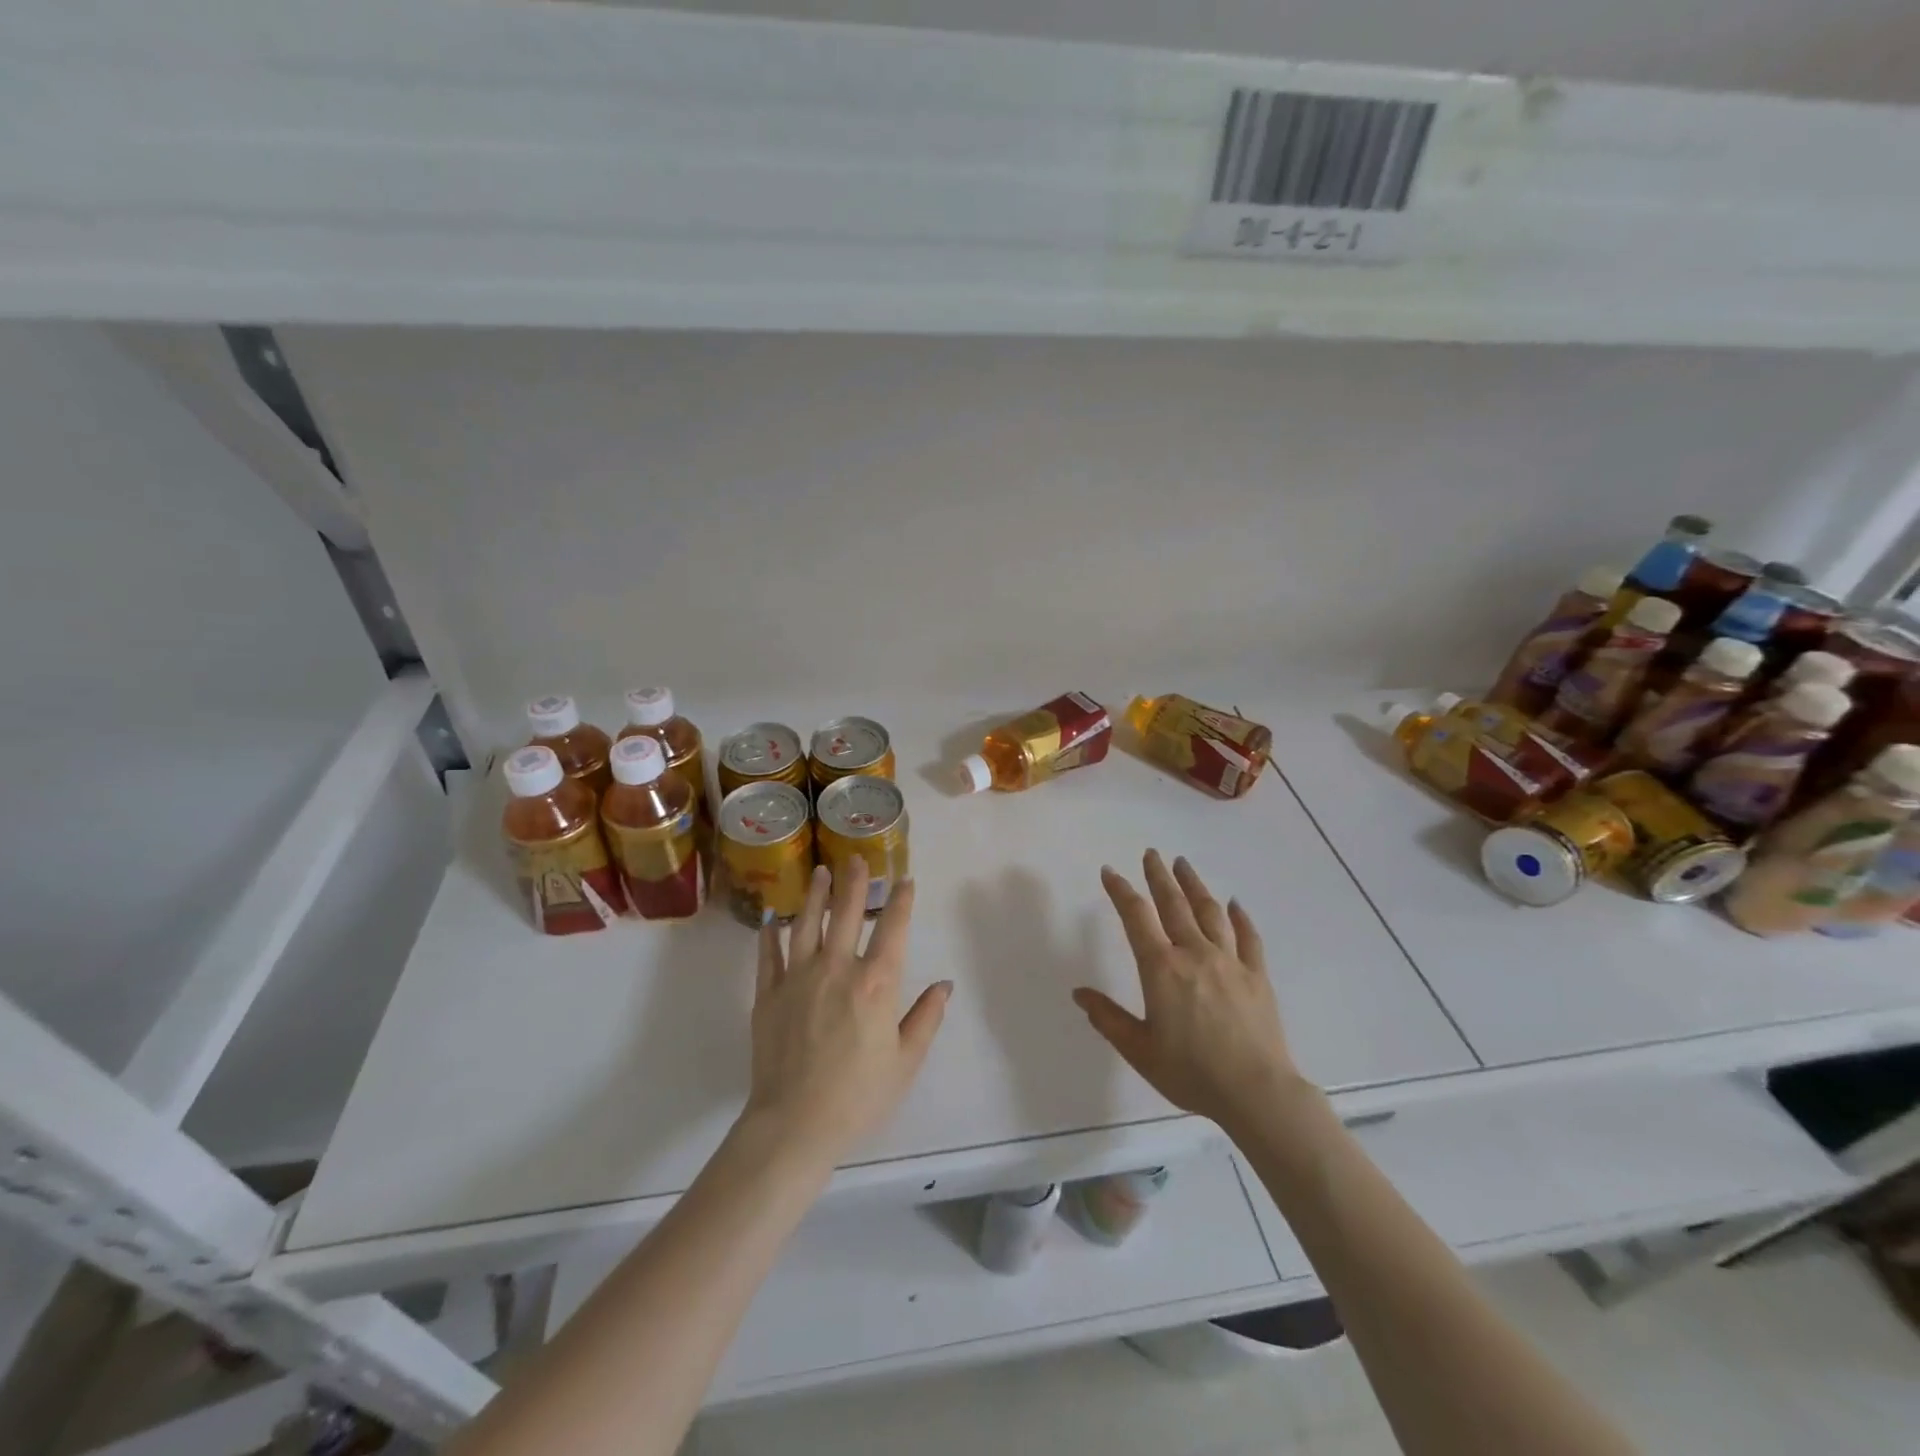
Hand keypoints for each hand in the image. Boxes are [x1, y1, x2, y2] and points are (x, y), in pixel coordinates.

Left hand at [745, 858, 950, 1165]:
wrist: (794, 1124)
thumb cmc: (858, 1095)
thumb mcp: (905, 1061)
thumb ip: (926, 1018)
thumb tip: (944, 985)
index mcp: (875, 983)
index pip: (892, 929)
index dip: (900, 901)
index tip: (904, 881)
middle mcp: (837, 968)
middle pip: (846, 913)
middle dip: (854, 882)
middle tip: (856, 859)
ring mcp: (798, 977)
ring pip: (806, 924)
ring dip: (815, 896)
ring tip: (820, 872)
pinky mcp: (767, 994)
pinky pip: (769, 955)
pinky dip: (771, 934)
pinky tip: (773, 919)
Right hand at [1074, 850, 1304, 1130]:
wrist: (1257, 1093)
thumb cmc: (1192, 1073)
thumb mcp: (1139, 1050)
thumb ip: (1108, 1018)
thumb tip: (1079, 993)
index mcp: (1161, 969)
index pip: (1136, 917)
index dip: (1121, 891)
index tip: (1110, 872)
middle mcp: (1194, 954)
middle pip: (1173, 904)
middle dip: (1159, 876)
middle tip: (1151, 854)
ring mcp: (1229, 961)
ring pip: (1210, 912)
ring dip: (1194, 885)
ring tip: (1183, 865)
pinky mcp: (1257, 975)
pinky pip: (1248, 937)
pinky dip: (1240, 917)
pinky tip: (1235, 904)